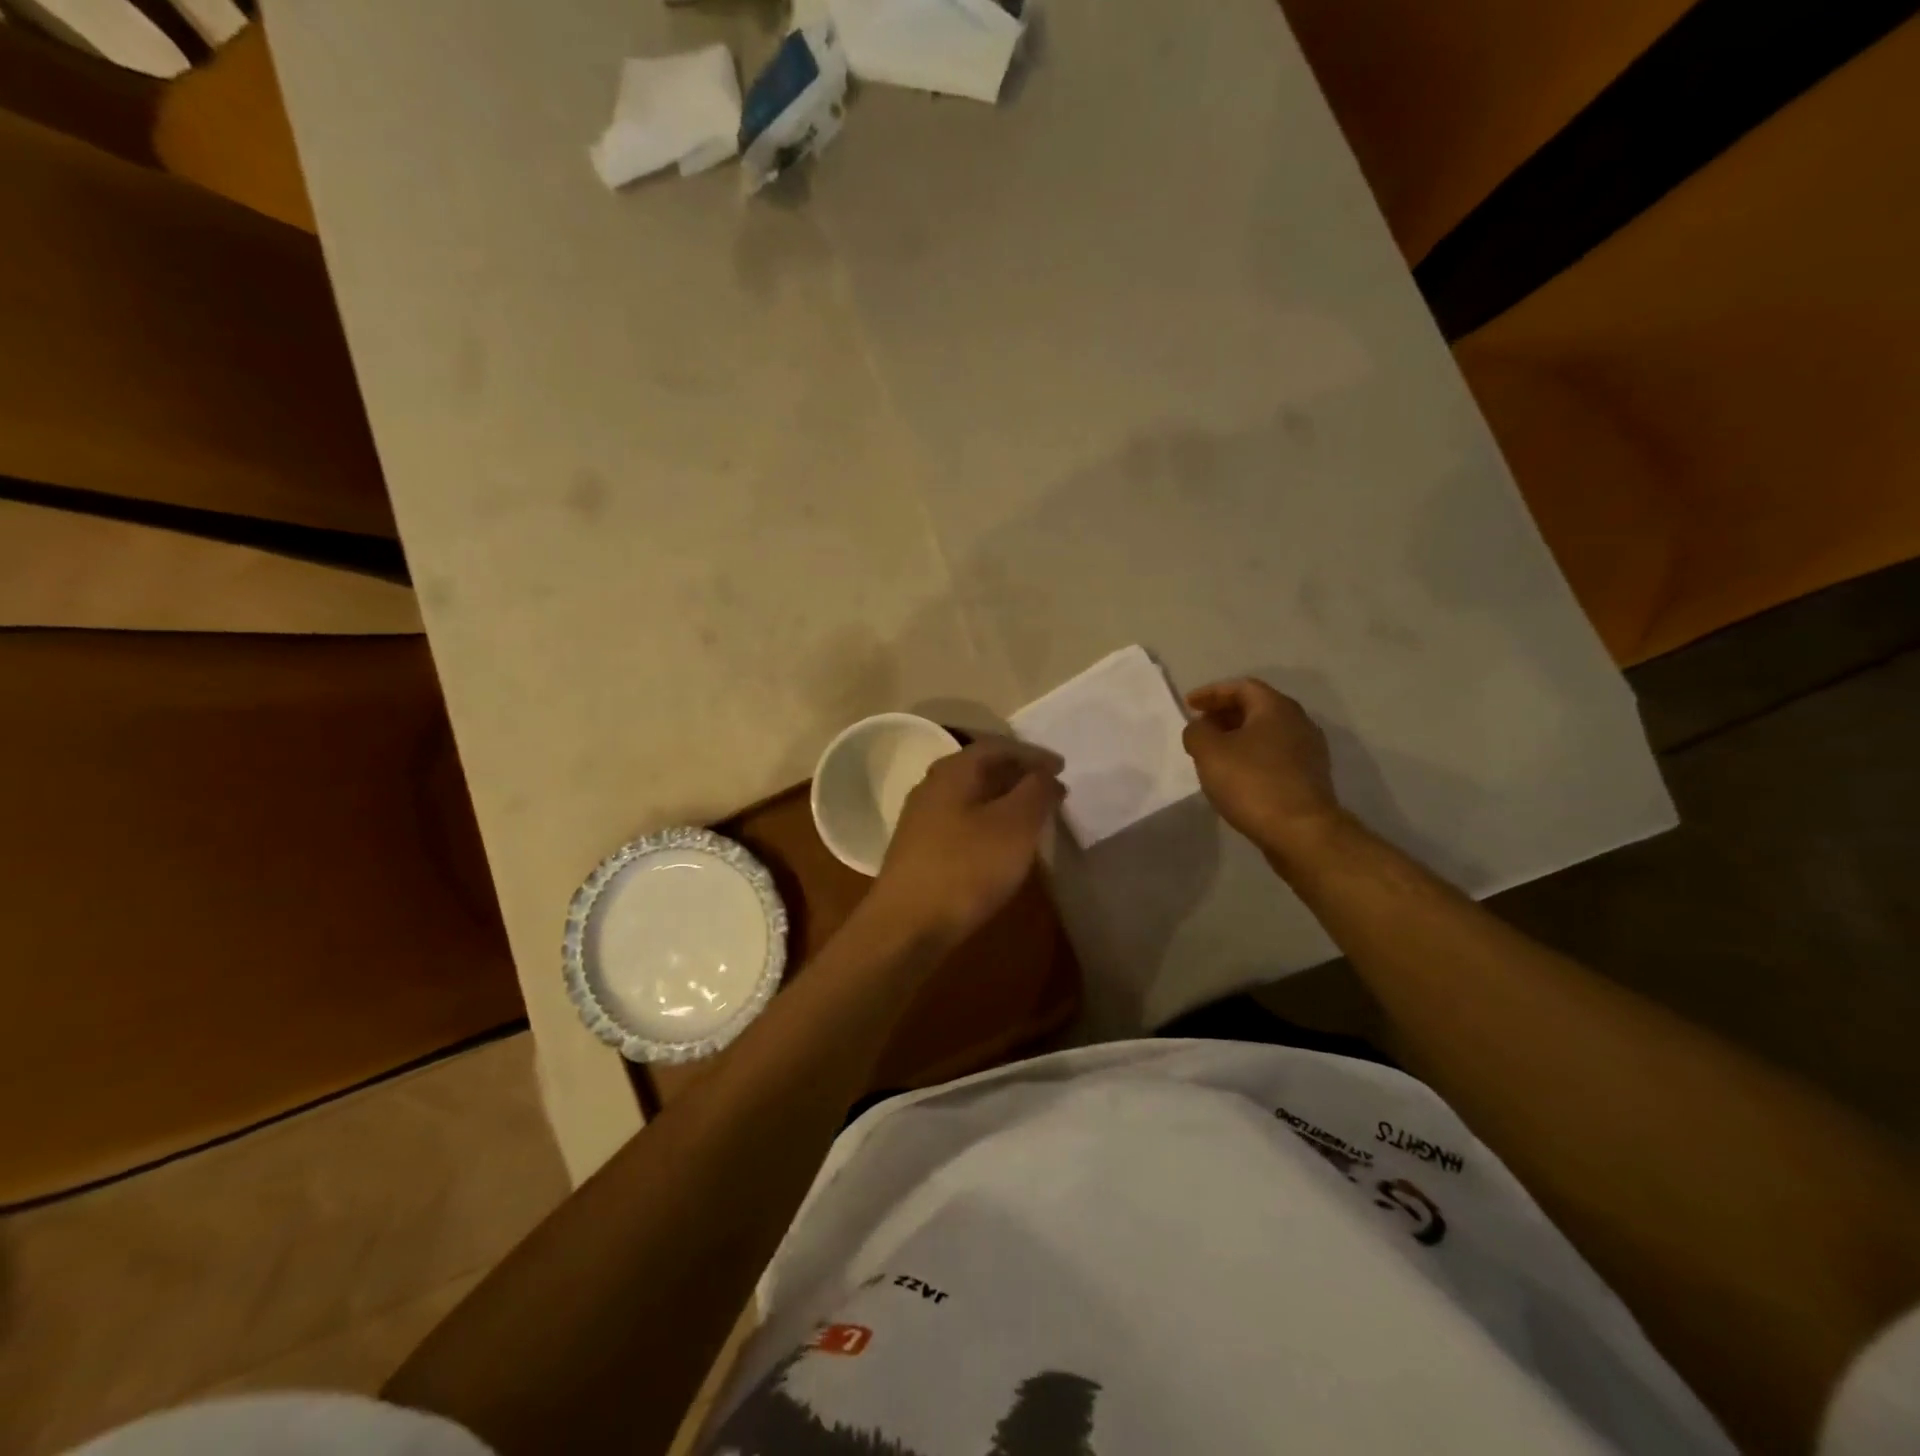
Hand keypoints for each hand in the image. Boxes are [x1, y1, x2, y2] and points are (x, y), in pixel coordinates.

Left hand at [871, 739, 1065, 947]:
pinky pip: (962, 820)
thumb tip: (1046, 774)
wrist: (907, 925)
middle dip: (1018, 774)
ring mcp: (921, 819)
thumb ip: (1036, 792)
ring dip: (1003, 799)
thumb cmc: (967, 868)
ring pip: (971, 796)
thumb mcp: (1015, 826)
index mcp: (953, 771)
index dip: (1033, 754)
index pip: (997, 746)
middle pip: (981, 767)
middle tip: (1049, 787)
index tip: (1062, 767)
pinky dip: (988, 821)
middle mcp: (932, 786)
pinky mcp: (919, 849)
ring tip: (1032, 814)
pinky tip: (1001, 843)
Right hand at [1182, 677, 1345, 854]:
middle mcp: (1298, 722)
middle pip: (1256, 708)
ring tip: (1213, 754)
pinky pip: (1274, 756)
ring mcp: (1308, 751)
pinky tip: (1236, 776)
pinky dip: (1251, 757)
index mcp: (1276, 708)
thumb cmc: (1252, 782)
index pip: (1241, 687)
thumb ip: (1197, 732)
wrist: (1301, 832)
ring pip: (1266, 734)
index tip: (1189, 705)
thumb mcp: (1209, 752)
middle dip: (1224, 714)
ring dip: (1238, 738)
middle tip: (1200, 728)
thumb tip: (1201, 728)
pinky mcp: (1309, 778)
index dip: (1212, 693)